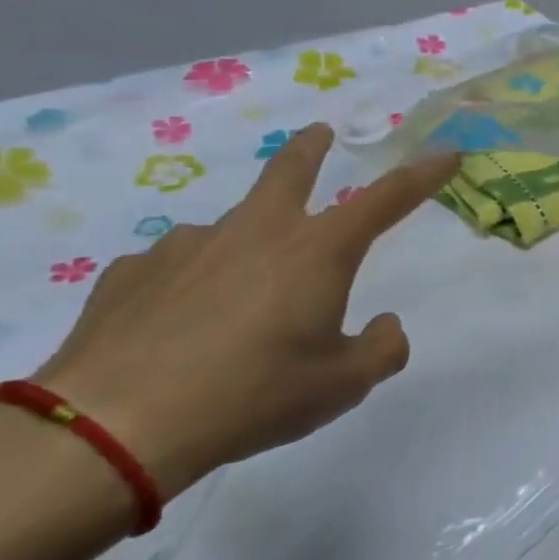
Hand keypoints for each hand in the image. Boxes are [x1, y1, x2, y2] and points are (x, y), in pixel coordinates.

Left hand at [34, 126, 458, 498]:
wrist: (112, 426)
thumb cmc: (253, 395)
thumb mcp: (342, 386)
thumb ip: (381, 349)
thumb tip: (385, 324)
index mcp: (317, 252)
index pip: (386, 199)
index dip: (421, 175)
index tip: (446, 153)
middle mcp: (255, 232)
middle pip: (289, 171)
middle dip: (312, 149)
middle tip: (320, 133)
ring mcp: (186, 246)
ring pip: (230, 229)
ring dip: (246, 246)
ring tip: (238, 302)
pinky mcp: (131, 273)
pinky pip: (176, 266)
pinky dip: (191, 282)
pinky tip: (178, 323)